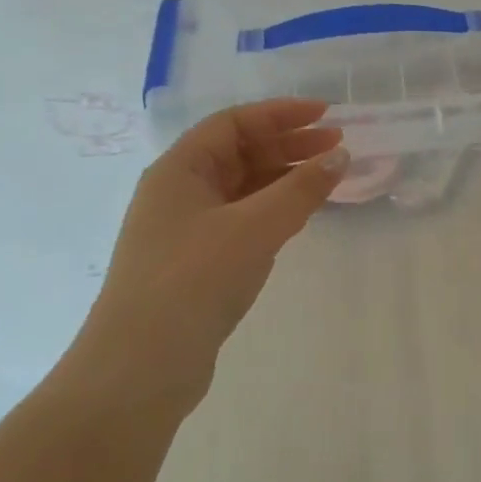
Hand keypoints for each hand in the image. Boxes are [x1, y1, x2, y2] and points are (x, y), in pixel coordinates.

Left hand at [66, 99, 347, 418]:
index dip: (281, 114)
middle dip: (289, 145)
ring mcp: (187, 229)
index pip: (234, 123)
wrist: (141, 367)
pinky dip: (275, 210)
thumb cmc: (194, 280)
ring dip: (285, 178)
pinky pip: (244, 219)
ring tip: (329, 179)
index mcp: (180, 170)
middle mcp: (180, 192)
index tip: (327, 114)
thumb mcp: (254, 228)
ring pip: (244, 188)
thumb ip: (300, 189)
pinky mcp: (199, 262)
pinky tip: (301, 216)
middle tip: (338, 146)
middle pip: (240, 153)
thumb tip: (340, 156)